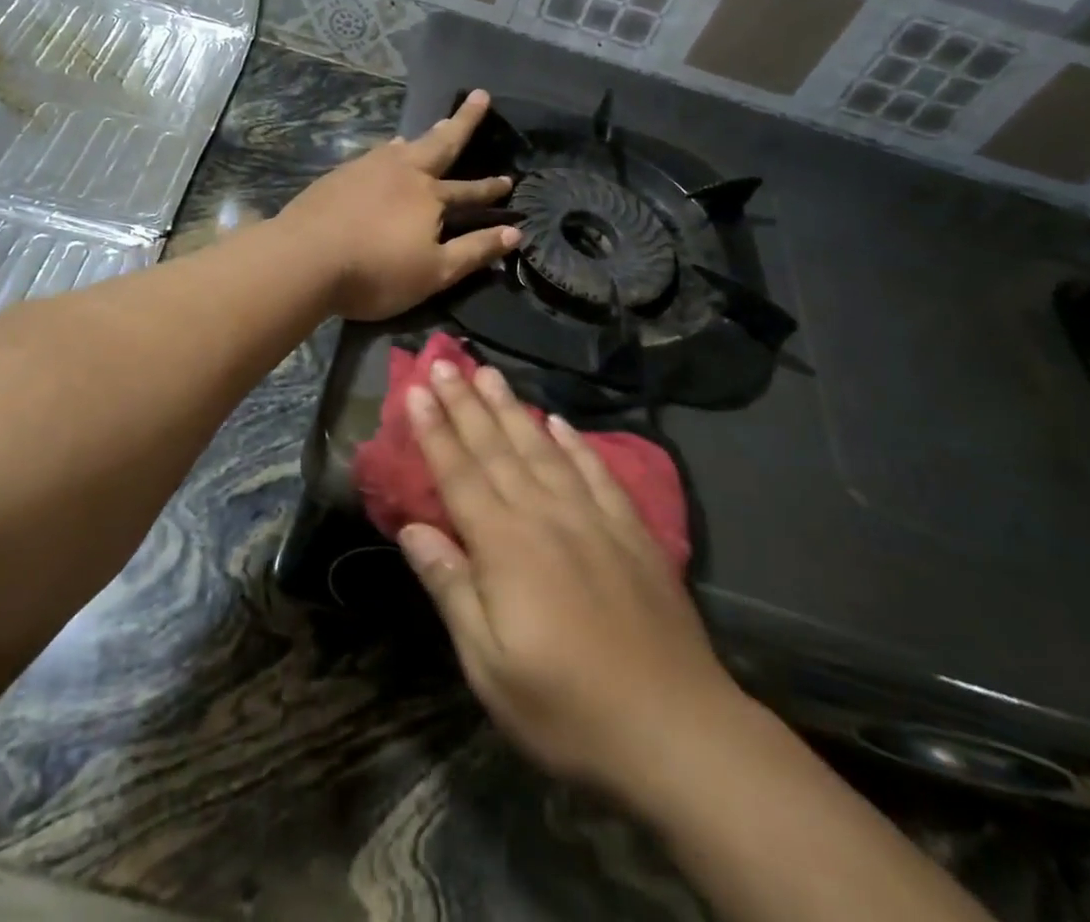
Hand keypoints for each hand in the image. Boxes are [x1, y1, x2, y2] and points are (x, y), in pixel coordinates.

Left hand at [277, 90, 518, 321]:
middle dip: (463, 121)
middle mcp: (402, 171)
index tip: (509, 180)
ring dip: (423, 137)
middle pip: (440, 143)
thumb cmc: (375, 271)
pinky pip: (374, 155)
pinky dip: (388, 150)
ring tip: (434, 127)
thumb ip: (475, 251)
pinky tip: (384, 152)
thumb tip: (515, 232)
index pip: (469, 191)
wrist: (304, 259)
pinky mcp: (339, 175)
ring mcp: (367, 168)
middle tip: (478, 96)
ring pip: (403, 146)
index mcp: (430, 195)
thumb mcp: (435, 272)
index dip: (490, 189)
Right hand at [398, 360, 746, 800]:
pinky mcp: (630, 530)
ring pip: (542, 448)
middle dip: (465, 402)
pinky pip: (596, 472)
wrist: (677, 729)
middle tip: (444, 360)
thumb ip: (452, 588)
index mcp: (505, 545)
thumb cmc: (567, 707)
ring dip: (512, 408)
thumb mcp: (489, 665)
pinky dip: (574, 443)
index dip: (435, 430)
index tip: (416, 388)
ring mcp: (593, 518)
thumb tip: (412, 529)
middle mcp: (545, 515)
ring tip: (490, 372)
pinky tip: (560, 422)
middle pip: (497, 448)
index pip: (459, 474)